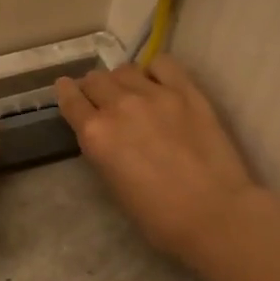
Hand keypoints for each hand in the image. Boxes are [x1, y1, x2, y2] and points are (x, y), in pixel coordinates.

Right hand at [54, 57, 259, 266]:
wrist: (213, 213)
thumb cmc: (158, 216)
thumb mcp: (113, 185)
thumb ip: (102, 151)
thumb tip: (105, 135)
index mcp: (95, 134)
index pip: (70, 99)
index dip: (66, 92)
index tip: (67, 89)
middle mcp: (118, 106)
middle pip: (96, 79)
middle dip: (94, 88)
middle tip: (103, 100)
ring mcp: (154, 94)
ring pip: (125, 69)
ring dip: (122, 80)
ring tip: (133, 92)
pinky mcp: (186, 91)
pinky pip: (163, 64)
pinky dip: (155, 71)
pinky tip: (160, 84)